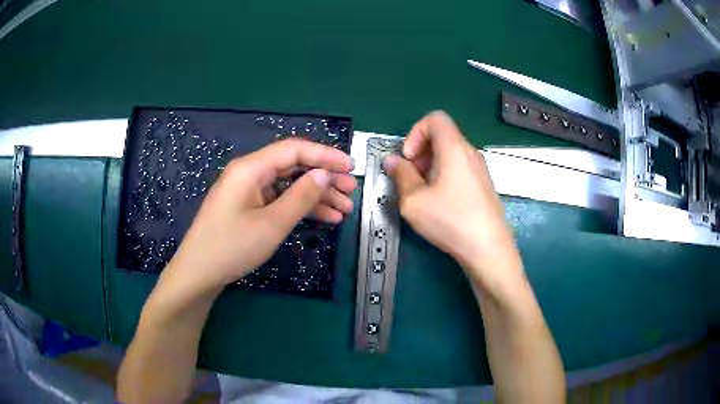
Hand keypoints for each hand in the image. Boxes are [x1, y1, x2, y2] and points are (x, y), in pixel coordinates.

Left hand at [167, 139, 355, 290]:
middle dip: (324, 177)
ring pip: (288, 184)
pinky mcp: (248, 206)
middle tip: (351, 191)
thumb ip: (301, 196)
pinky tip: (324, 218)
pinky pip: (279, 199)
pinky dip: (300, 207)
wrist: (199, 273)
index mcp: (251, 168)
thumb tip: (325, 174)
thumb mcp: (272, 224)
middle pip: (293, 166)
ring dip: (316, 195)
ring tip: (344, 210)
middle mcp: (249, 172)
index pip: (294, 149)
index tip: (351, 167)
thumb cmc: (232, 247)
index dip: (325, 155)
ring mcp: (248, 190)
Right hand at [383, 111, 521, 286]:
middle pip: (442, 136)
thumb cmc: (450, 221)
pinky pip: (460, 169)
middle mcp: (470, 153)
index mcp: (454, 148)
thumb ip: (401, 176)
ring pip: (450, 154)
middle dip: (420, 152)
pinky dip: (444, 176)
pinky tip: (440, 203)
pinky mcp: (484, 185)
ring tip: (423, 194)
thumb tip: (392, 161)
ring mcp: (480, 170)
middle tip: (411, 179)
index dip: (415, 132)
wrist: (488, 249)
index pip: (435, 118)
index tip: (409, 159)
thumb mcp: (414, 201)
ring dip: (431, 167)